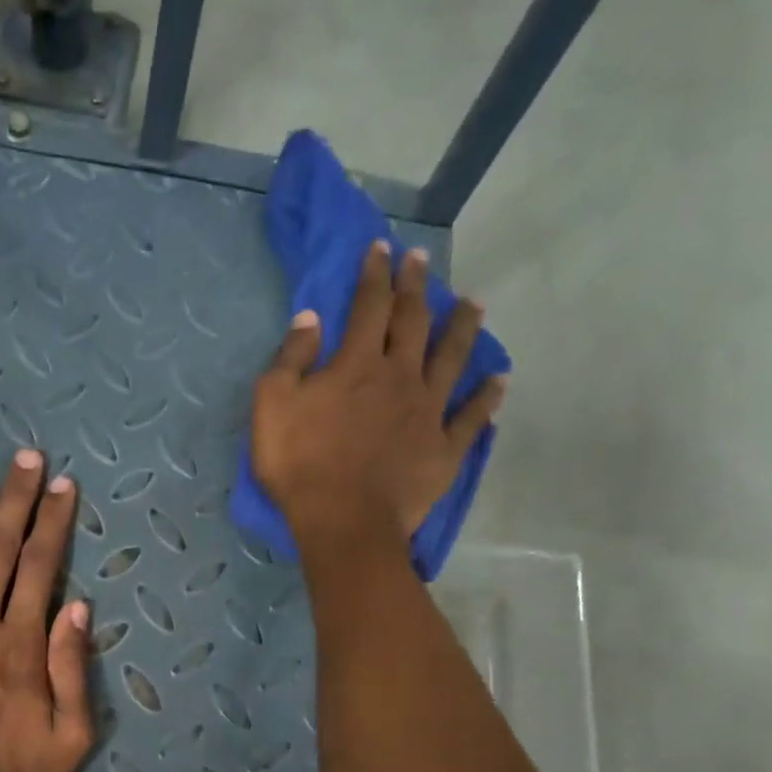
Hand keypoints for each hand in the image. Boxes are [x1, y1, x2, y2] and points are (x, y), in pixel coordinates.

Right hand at [250, 241, 502, 554]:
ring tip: (474, 305)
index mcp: (357, 364)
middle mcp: (400, 377)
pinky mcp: (444, 448)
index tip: (382, 249)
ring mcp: (428, 412)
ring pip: (452, 359)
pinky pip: (472, 417)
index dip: (375, 274)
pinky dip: (487, 397)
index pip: (370, 306)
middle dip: (416, 288)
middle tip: (422, 261)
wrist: (344, 521)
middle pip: (414, 322)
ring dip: (462, 329)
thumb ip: (290, 359)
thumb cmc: (300, 466)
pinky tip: (500, 381)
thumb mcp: (272, 407)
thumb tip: (311, 319)